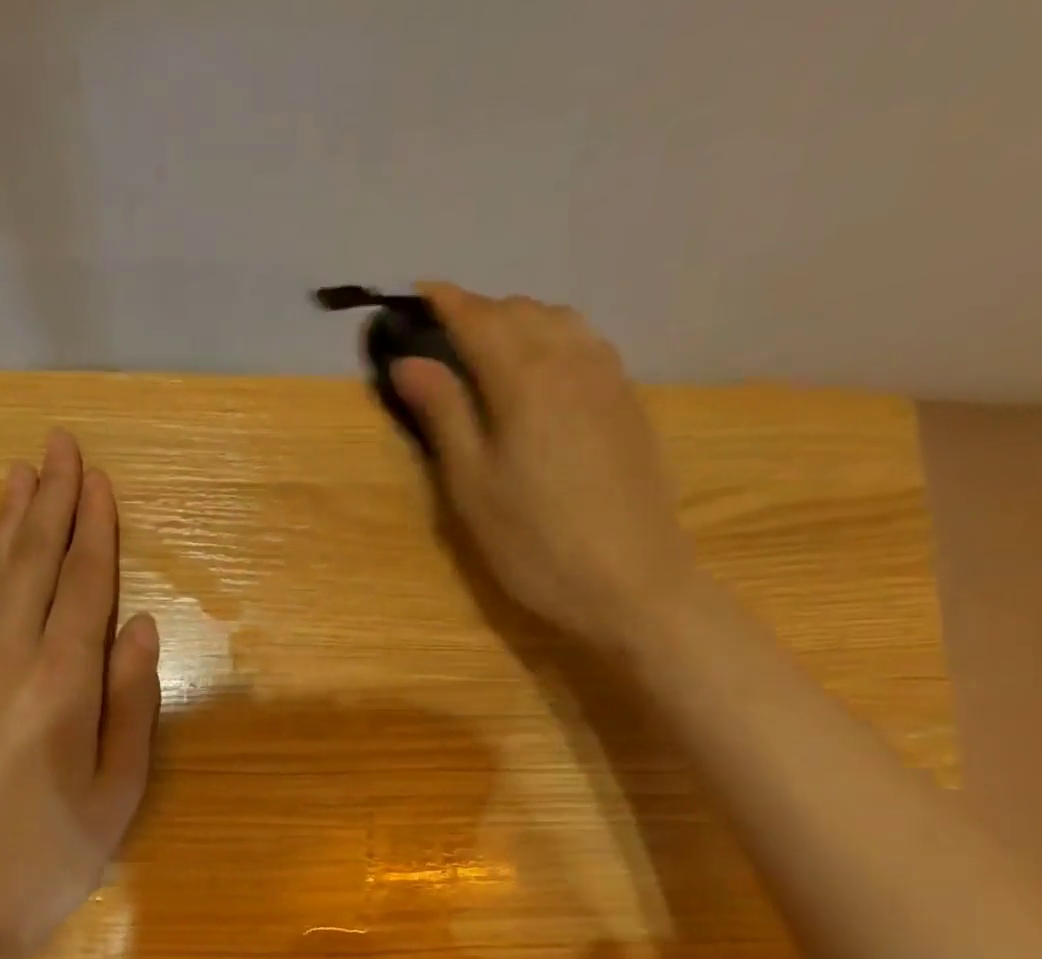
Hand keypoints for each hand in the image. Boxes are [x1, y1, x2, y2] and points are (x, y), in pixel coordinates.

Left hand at [0, 430, 159, 958]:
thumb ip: (130, 701)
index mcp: (60, 685)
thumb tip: (141, 626)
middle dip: (49, 502)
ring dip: (8, 523)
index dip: (94, 530)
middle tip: (57, 444)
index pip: (82, 586)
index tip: (98, 477)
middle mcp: (5, 663)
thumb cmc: (53, 856)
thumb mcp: (119, 789)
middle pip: (32, 566)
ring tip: (20, 472)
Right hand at [391, 283, 698, 653]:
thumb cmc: (534, 543)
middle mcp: (572, 359)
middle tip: (445, 337)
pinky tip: (544, 371)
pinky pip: (587, 345)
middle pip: (520, 312)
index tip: (417, 293)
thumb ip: (443, 415)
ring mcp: (609, 378)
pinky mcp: (630, 403)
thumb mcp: (472, 486)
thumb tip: (409, 361)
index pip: (478, 318)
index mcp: (525, 377)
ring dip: (520, 322)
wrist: (631, 583)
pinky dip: (554, 340)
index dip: (445, 302)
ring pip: (560, 321)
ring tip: (491, 349)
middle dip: (480, 311)